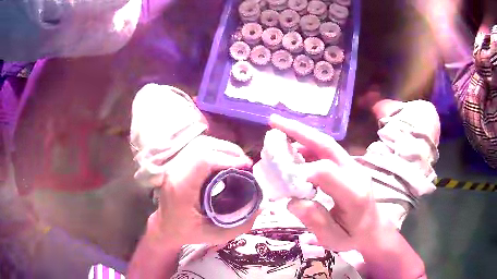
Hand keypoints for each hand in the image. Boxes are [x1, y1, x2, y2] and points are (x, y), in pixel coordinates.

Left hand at [150, 135, 256, 246]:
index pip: (202, 160)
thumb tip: (261, 206)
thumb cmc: (187, 233)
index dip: (227, 158)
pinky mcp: (177, 164)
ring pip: (200, 144)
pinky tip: (225, 160)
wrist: (165, 228)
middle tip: (246, 163)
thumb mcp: (215, 236)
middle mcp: (174, 172)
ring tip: (239, 160)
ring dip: (223, 148)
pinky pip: (197, 148)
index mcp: (181, 189)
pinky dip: (215, 150)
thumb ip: (241, 225)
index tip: (246, 167)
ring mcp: (174, 166)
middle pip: (202, 147)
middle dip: (228, 150)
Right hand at [269, 115, 382, 251]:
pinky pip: (328, 151)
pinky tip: (295, 150)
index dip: (301, 171)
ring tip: (279, 132)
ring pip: (327, 144)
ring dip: (302, 135)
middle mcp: (356, 173)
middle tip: (274, 121)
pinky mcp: (350, 165)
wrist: (374, 229)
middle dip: (299, 131)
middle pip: (327, 145)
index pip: (325, 171)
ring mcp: (354, 166)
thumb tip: (292, 200)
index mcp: (354, 194)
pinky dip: (309, 146)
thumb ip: (315, 220)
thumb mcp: (333, 239)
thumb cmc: (354, 237)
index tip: (282, 180)